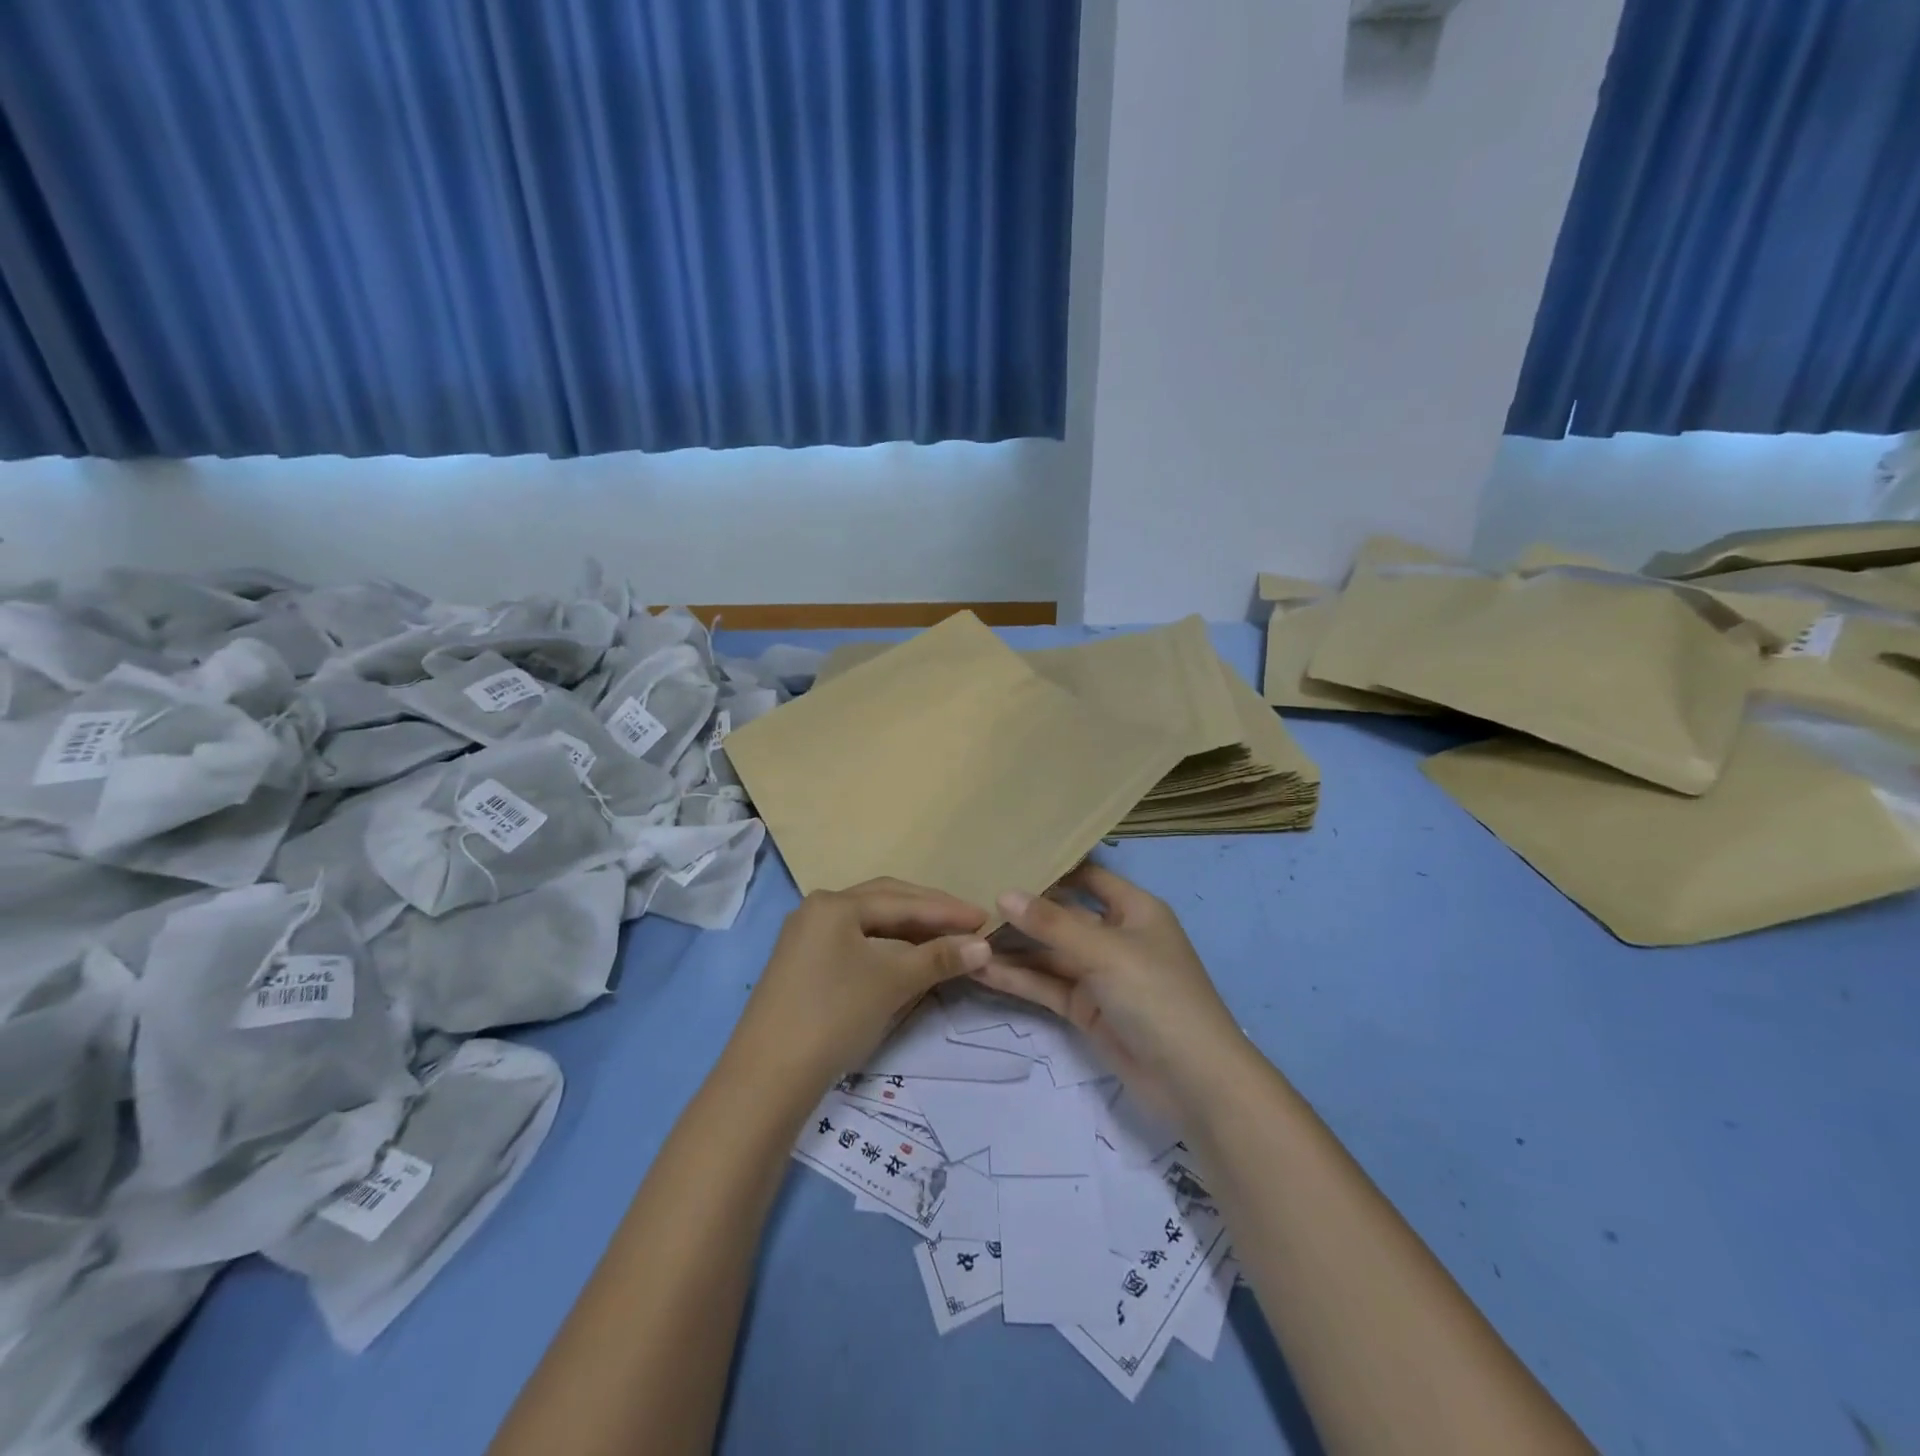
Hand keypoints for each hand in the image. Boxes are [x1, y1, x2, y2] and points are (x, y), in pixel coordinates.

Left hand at [738, 878, 990, 1084]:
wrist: (767, 1077)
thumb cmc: (834, 1015)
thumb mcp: (891, 982)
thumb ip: (939, 958)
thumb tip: (984, 946)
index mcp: (835, 904)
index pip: (903, 900)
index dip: (947, 910)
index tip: (984, 918)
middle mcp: (817, 910)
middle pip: (884, 902)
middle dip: (928, 912)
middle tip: (968, 924)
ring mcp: (806, 938)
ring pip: (869, 924)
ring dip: (908, 930)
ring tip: (944, 939)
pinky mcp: (803, 965)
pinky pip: (855, 943)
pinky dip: (886, 948)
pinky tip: (906, 959)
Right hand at [973, 863, 1245, 1115]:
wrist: (1193, 1083)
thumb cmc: (1158, 997)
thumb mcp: (1105, 952)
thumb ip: (1052, 924)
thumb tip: (1003, 893)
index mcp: (1133, 910)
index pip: (1087, 877)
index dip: (1052, 868)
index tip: (1005, 858)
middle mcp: (1115, 936)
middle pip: (1061, 916)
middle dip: (1021, 910)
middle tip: (968, 898)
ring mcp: (1099, 975)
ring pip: (1048, 954)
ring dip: (1011, 948)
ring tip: (962, 935)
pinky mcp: (1085, 1010)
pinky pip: (1046, 985)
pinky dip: (1017, 978)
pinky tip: (979, 969)